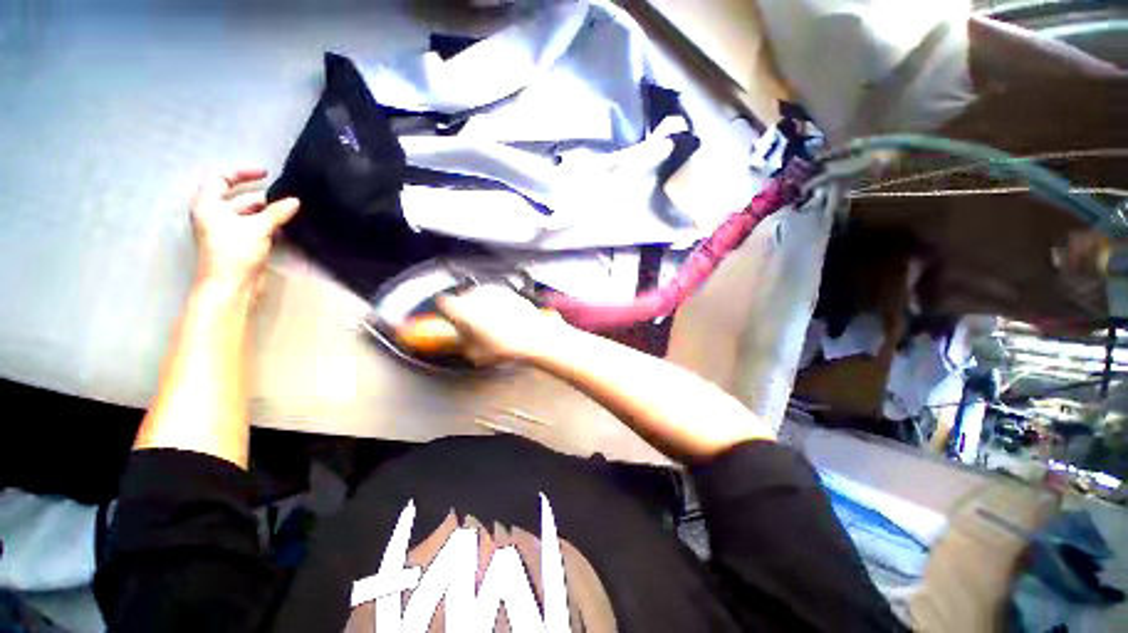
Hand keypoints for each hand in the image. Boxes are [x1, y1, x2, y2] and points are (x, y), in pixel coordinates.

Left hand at [190, 168, 299, 289]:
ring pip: (252, 215)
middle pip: (240, 198)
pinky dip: (272, 227)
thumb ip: (277, 212)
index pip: (221, 178)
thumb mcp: (258, 228)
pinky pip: (258, 229)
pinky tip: (289, 228)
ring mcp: (229, 232)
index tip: (267, 174)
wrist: (231, 287)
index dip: (242, 172)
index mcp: (209, 205)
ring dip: (271, 214)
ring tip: (294, 212)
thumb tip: (295, 201)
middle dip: (264, 197)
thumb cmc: (235, 252)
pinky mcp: (242, 245)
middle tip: (289, 197)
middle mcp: (216, 216)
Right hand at [436, 285, 565, 365]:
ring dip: (481, 305)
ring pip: (480, 295)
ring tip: (491, 323)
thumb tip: (462, 341)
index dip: (444, 311)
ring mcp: (494, 290)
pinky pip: (496, 296)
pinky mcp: (509, 291)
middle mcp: (476, 295)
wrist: (536, 337)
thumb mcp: (476, 354)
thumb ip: (463, 344)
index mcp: (462, 308)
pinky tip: (505, 318)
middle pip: (462, 297)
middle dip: (464, 309)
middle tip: (471, 325)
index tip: (448, 318)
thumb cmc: (507, 346)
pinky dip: (496, 304)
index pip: (442, 301)